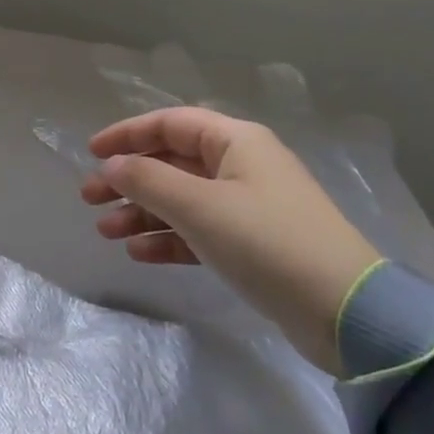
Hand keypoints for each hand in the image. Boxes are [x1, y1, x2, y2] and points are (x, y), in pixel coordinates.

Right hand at [80, 108, 381, 370]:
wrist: (344, 311)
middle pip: (172, 162)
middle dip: (129, 178)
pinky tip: (140, 253)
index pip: (170, 123)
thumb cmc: (267, 241)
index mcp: (236, 142)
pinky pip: (199, 230)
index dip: (127, 134)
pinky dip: (168, 238)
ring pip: (182, 198)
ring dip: (143, 212)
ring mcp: (248, 206)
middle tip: (89, 199)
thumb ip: (148, 180)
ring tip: (106, 232)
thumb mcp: (199, 206)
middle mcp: (242, 166)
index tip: (90, 153)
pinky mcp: (253, 244)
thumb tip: (113, 165)